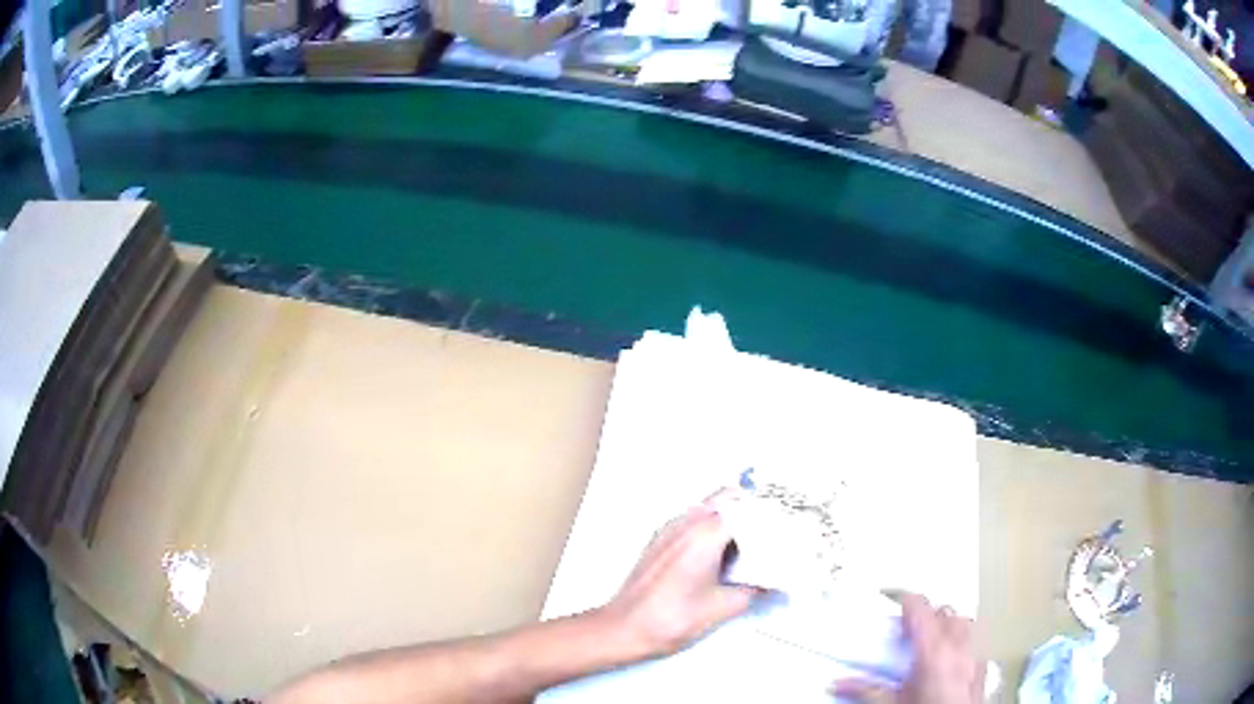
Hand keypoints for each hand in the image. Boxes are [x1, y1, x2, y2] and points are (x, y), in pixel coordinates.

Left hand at [596, 504, 759, 659]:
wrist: (623, 629)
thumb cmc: (666, 619)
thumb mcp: (722, 607)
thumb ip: (754, 591)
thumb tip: (773, 584)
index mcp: (704, 534)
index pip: (747, 508)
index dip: (771, 515)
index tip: (788, 525)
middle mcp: (685, 523)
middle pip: (728, 497)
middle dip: (753, 508)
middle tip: (774, 529)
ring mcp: (669, 530)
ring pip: (709, 506)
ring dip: (732, 515)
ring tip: (753, 541)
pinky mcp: (660, 541)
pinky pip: (692, 520)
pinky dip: (713, 526)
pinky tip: (723, 553)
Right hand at [832, 593, 985, 703]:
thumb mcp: (891, 703)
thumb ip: (867, 689)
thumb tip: (841, 683)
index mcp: (933, 650)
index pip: (920, 608)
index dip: (905, 601)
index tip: (894, 599)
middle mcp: (958, 647)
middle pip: (945, 612)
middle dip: (927, 614)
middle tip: (908, 626)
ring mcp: (975, 656)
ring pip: (965, 623)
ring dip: (947, 625)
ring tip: (931, 639)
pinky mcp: (983, 667)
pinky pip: (976, 642)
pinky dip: (963, 643)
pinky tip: (953, 658)